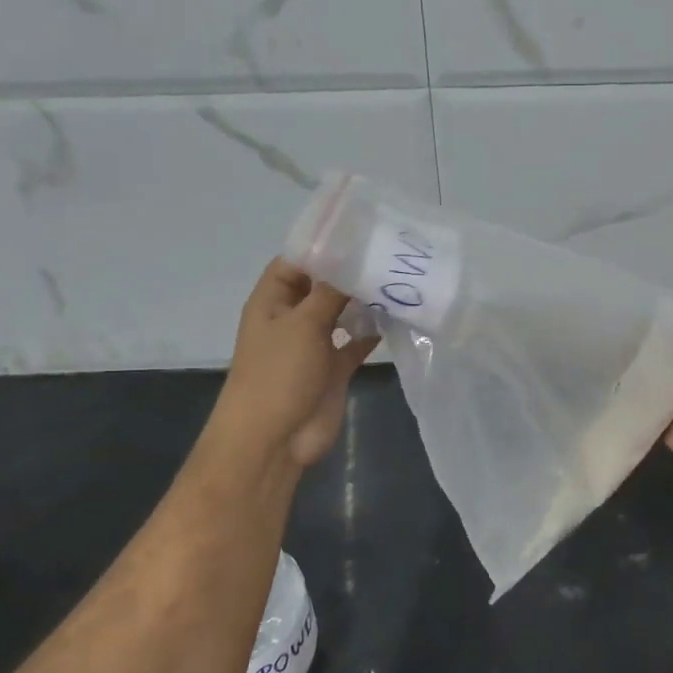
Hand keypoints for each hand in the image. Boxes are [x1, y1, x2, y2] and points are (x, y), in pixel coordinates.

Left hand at [208, 259, 379, 470]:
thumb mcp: (303, 323)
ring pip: (342, 314)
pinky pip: (356, 342)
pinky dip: (374, 332)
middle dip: (351, 273)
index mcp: (273, 301)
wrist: (275, 438)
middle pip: (322, 287)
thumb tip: (353, 262)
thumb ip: (330, 292)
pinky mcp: (334, 368)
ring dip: (365, 301)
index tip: (360, 233)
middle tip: (391, 253)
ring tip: (400, 279)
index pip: (295, 263)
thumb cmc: (279, 373)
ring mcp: (314, 344)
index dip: (322, 248)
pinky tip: (398, 316)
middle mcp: (293, 318)